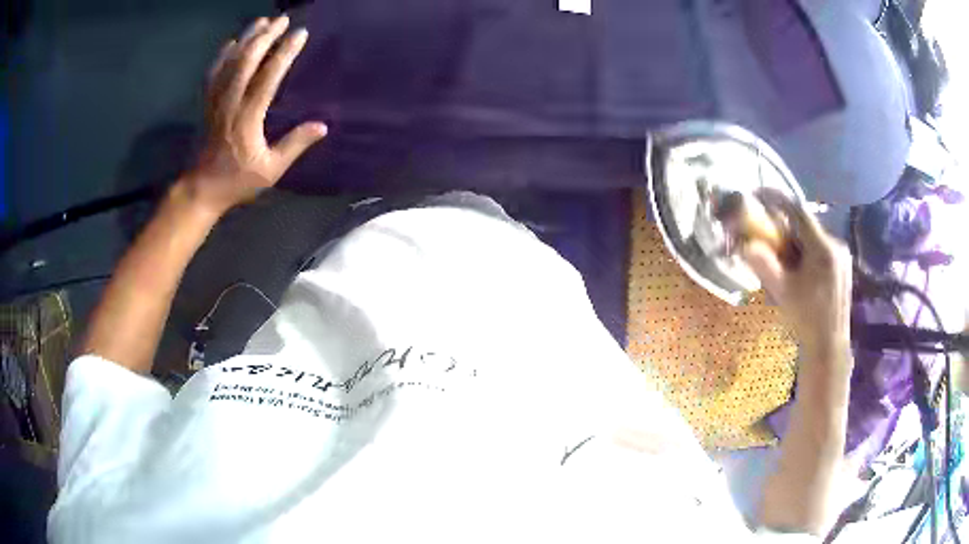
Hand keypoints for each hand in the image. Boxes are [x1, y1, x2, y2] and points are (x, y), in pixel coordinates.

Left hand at [183, 15, 326, 215]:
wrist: (201, 189)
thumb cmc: (237, 181)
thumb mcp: (270, 170)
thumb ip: (294, 145)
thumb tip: (323, 126)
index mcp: (248, 117)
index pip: (268, 77)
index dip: (285, 53)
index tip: (299, 34)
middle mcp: (230, 102)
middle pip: (247, 61)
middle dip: (266, 37)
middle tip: (282, 20)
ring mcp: (215, 101)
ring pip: (230, 62)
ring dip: (247, 39)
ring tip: (262, 21)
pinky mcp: (206, 103)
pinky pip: (213, 73)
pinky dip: (223, 55)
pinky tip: (233, 42)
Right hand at [742, 196, 852, 363]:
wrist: (829, 345)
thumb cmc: (806, 319)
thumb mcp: (782, 291)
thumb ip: (764, 264)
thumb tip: (744, 243)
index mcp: (822, 248)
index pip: (797, 210)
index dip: (775, 198)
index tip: (756, 194)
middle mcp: (835, 244)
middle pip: (804, 224)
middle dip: (784, 226)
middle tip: (767, 238)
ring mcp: (841, 255)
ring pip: (812, 236)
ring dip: (795, 240)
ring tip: (783, 260)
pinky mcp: (843, 265)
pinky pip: (820, 247)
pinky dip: (806, 251)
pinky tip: (799, 270)